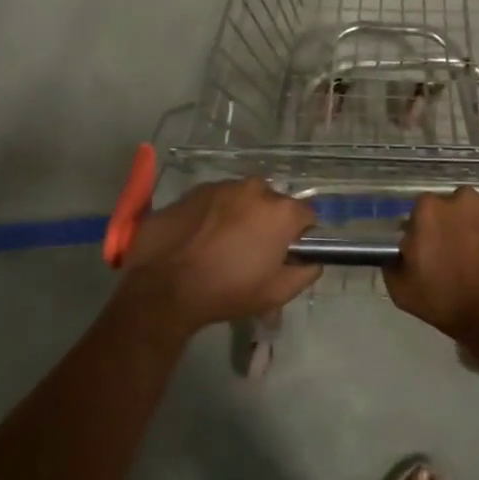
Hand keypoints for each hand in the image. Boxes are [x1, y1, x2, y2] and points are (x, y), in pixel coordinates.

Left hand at [114, 178, 321, 336]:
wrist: (164, 284)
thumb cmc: (227, 290)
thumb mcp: (276, 294)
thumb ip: (305, 273)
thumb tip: (313, 261)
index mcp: (281, 211)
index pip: (307, 214)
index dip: (300, 234)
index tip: (286, 253)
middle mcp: (257, 189)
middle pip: (275, 204)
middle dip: (269, 223)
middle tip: (252, 252)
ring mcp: (226, 185)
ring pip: (246, 199)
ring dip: (242, 216)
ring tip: (223, 245)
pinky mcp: (198, 189)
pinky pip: (220, 199)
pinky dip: (217, 213)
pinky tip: (202, 237)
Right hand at [384, 188, 478, 357]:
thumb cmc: (452, 306)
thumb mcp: (405, 292)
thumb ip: (395, 262)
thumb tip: (402, 250)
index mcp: (429, 210)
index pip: (425, 213)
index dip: (432, 232)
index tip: (439, 252)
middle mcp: (462, 195)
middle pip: (458, 206)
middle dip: (461, 226)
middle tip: (469, 255)